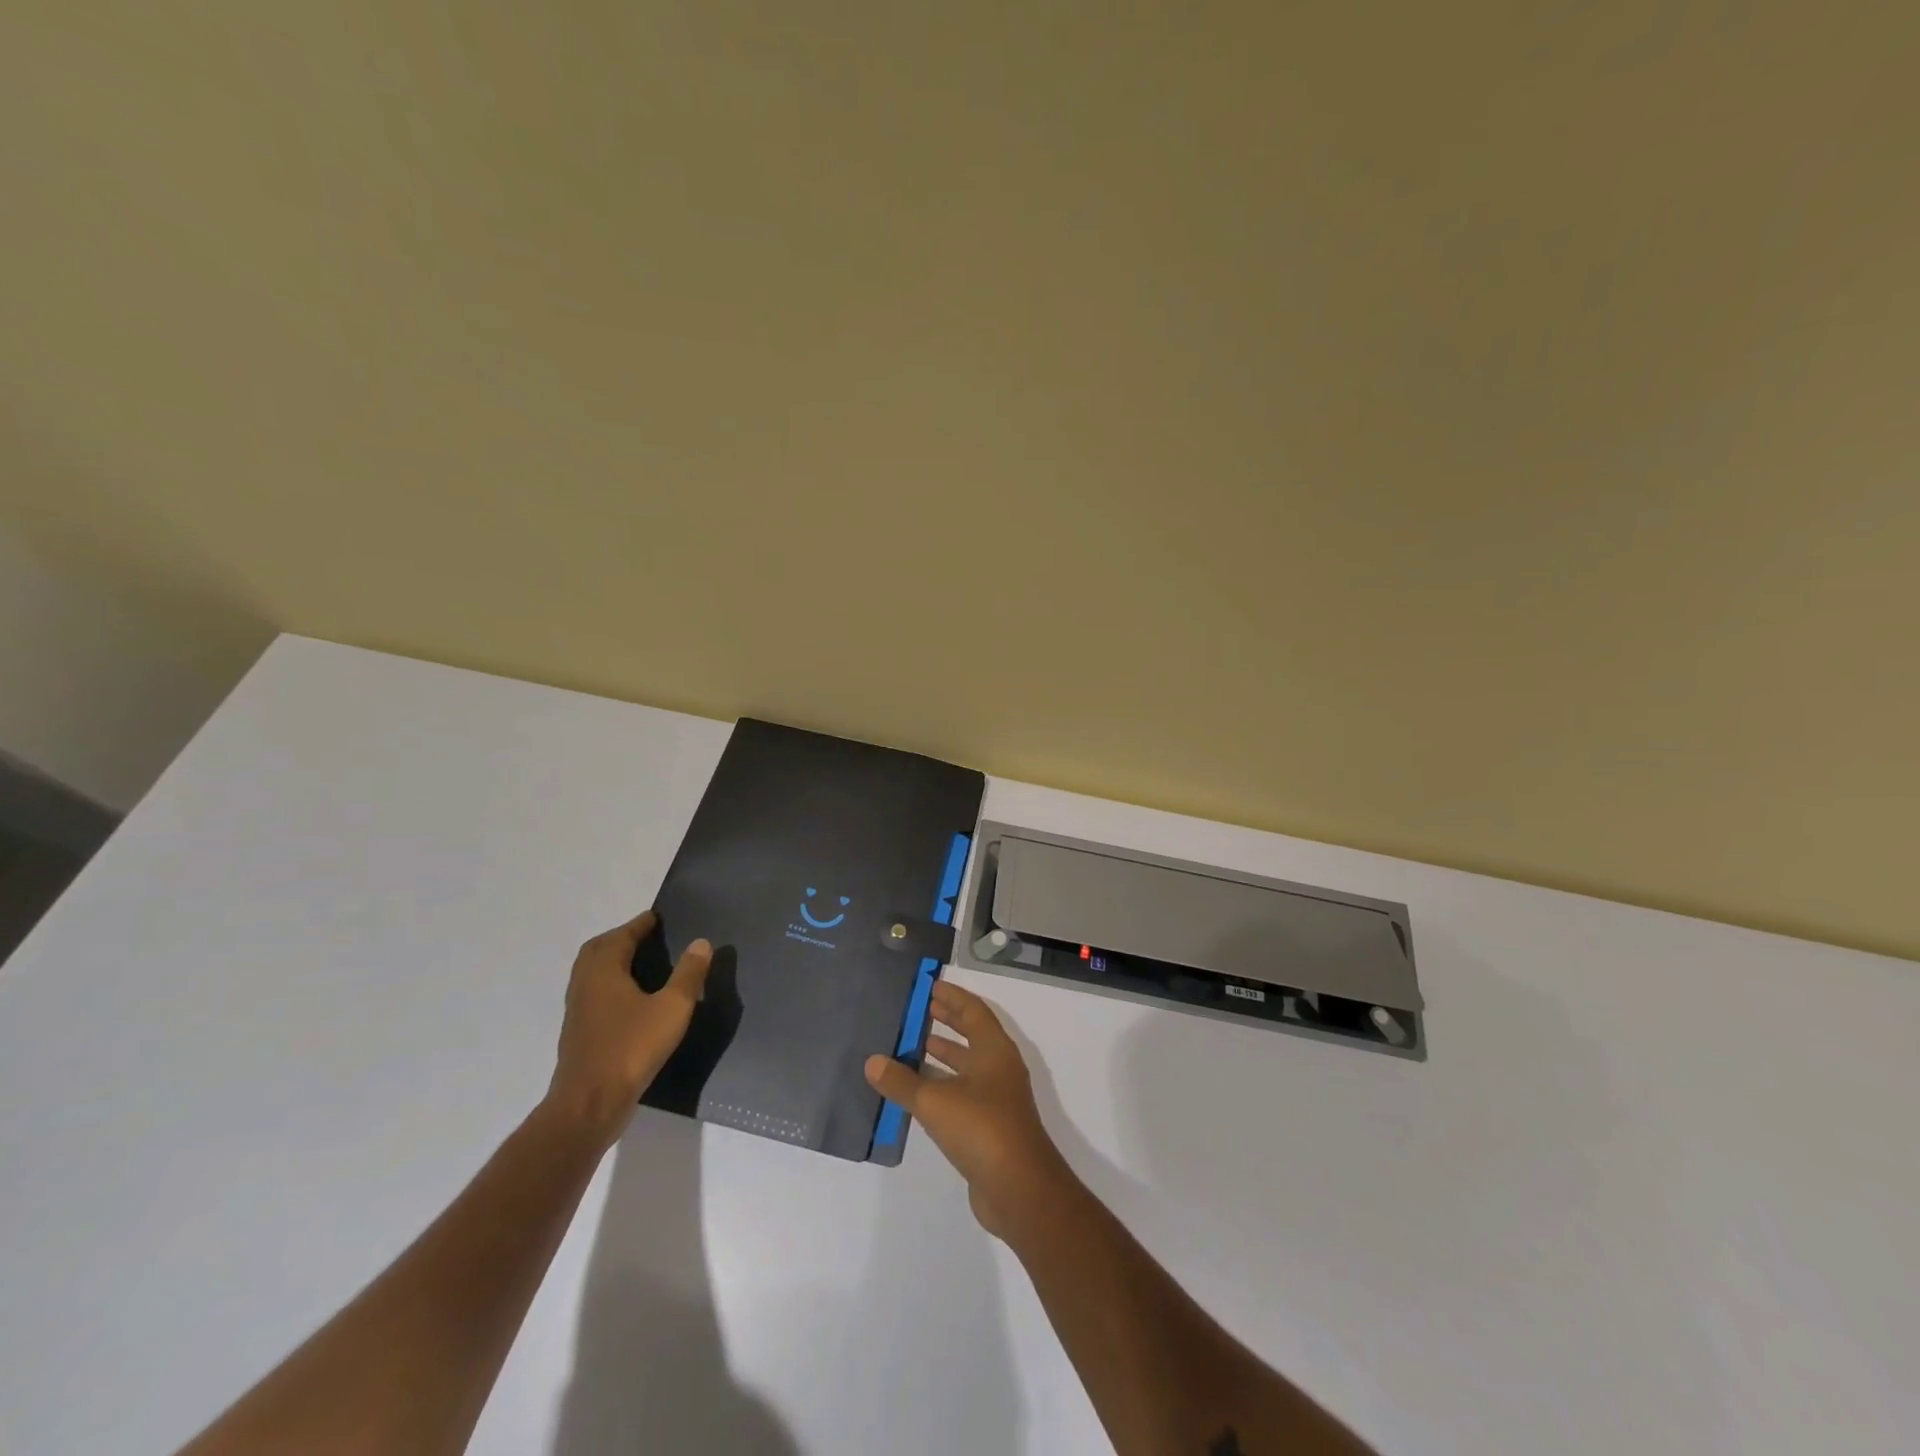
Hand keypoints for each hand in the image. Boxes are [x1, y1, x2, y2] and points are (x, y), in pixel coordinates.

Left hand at [547, 911, 709, 1144]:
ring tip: (640, 964)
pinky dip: (609, 985)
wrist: (589, 1105)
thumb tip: (700, 942)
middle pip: (598, 951)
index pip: (620, 936)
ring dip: (612, 962)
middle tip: (646, 936)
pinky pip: (593, 995)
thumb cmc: (631, 1048)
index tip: (656, 917)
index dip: (639, 925)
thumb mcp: (672, 1008)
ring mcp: (578, 1011)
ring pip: (592, 974)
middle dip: (620, 939)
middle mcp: (585, 985)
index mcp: (603, 971)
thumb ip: (688, 974)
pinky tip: (630, 1000)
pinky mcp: (579, 1034)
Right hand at [865, 980, 1073, 1241]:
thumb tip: (872, 1062)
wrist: (1019, 1189)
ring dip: (942, 1054)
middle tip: (918, 1010)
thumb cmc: (981, 1128)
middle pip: (972, 1035)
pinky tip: (916, 1092)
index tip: (930, 986)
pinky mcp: (989, 1127)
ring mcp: (996, 1099)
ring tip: (911, 1045)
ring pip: (966, 1066)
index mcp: (994, 1050)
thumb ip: (902, 1082)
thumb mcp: (934, 1101)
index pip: (973, 1011)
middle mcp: (999, 1068)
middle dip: (947, 1021)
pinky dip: (941, 1085)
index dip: (953, 997)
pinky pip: (961, 1093)